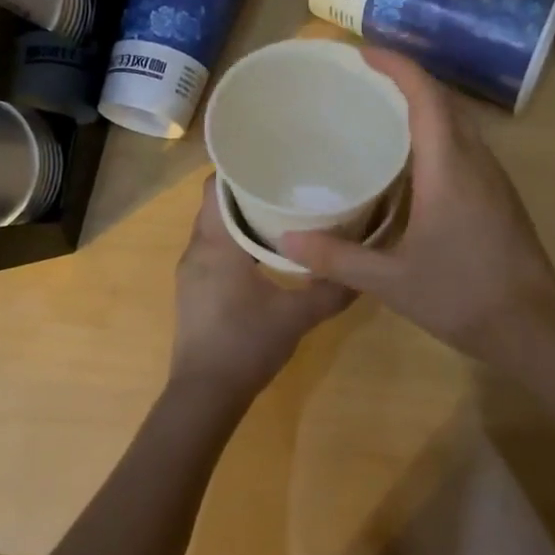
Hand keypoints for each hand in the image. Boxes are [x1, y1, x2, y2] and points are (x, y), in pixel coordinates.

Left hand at [171, 176, 352, 403]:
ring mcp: (191, 271)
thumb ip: (330, 290)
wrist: (204, 396)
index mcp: (216, 244)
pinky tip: (263, 251)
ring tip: (278, 210)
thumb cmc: (246, 345)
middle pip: (215, 204)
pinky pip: (212, 248)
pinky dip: (233, 240)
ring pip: (213, 227)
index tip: (270, 159)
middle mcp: (197, 249)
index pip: (216, 187)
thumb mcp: (296, 316)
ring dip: (239, 216)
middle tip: (285, 181)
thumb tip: (363, 270)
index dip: (239, 169)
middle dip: (246, 190)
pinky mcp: (193, 290)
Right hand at [280, 48, 554, 364]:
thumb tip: (285, 240)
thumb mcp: (391, 280)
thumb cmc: (461, 296)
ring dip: (424, 103)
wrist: (534, 327)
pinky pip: (465, 143)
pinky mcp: (499, 193)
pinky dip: (437, 130)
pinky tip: (412, 158)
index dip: (396, 66)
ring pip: (459, 120)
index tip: (363, 52)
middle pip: (443, 99)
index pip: (425, 96)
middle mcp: (475, 159)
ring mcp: (493, 176)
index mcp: (448, 166)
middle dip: (406, 78)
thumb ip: (337, 258)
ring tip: (382, 109)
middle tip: (364, 78)